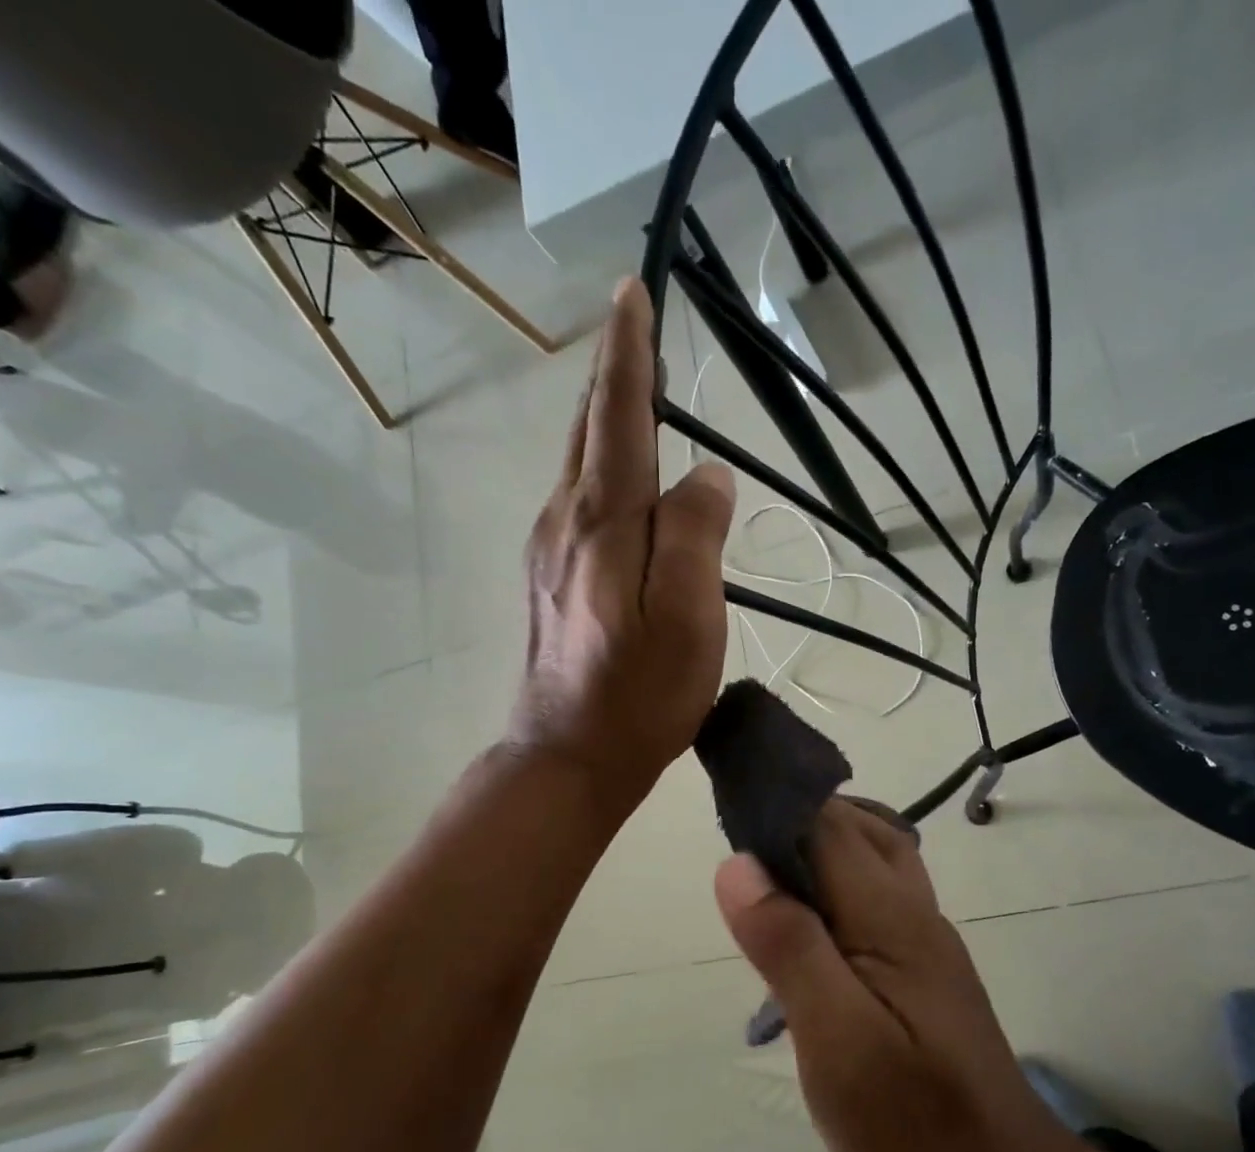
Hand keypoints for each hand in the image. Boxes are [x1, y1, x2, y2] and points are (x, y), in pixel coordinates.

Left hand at [508, 278, 735, 806]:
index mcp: (603, 520)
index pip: (618, 414)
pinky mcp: (549, 580)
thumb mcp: (689, 615)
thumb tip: (706, 475)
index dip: (628, 353)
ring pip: (579, 466)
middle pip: (587, 429)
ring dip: (607, 423)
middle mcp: (564, 520)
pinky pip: (579, 504)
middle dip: (611, 375)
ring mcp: (548, 550)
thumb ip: (696, 534)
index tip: (633, 291)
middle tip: (636, 330)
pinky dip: (605, 473)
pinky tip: (625, 488)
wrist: (569, 756)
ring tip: (639, 398)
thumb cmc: (640, 692)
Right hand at [714, 800, 1107, 1151]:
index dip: (775, 804)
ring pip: (871, 858)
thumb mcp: (838, 1044)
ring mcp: (924, 939)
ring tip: (763, 884)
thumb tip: (738, 864)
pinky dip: (835, 886)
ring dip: (817, 849)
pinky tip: (806, 928)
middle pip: (855, 828)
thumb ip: (789, 948)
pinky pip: (875, 897)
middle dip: (795, 819)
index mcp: (890, 915)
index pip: (827, 823)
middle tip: (735, 852)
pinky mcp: (922, 970)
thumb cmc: (917, 1129)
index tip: (723, 806)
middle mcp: (913, 910)